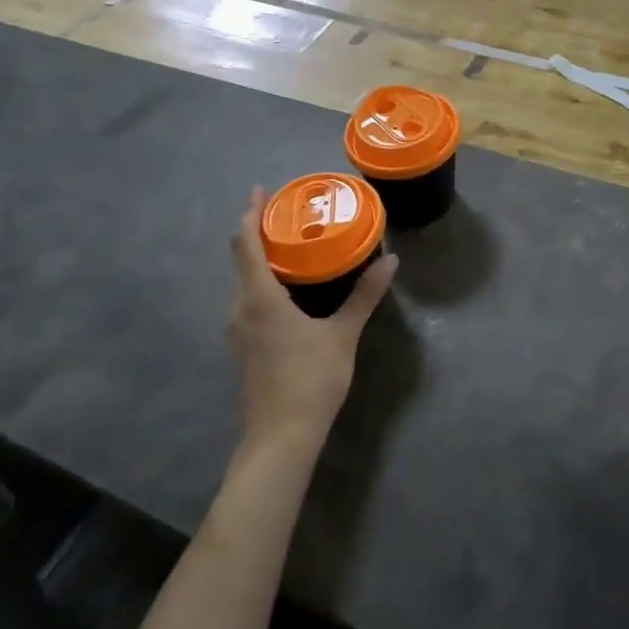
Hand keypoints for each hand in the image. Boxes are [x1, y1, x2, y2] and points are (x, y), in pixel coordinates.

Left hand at [228, 188, 397, 454]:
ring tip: (290, 246)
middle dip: (258, 233)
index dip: (250, 214)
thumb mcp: (343, 334)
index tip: (260, 191)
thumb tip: (391, 261)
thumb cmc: (310, 380)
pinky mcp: (242, 348)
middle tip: (287, 215)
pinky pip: (248, 301)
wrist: (280, 438)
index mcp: (259, 298)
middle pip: (241, 260)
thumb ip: (364, 295)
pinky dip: (262, 283)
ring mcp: (237, 331)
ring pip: (244, 283)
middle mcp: (240, 309)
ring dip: (260, 260)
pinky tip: (287, 289)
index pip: (245, 244)